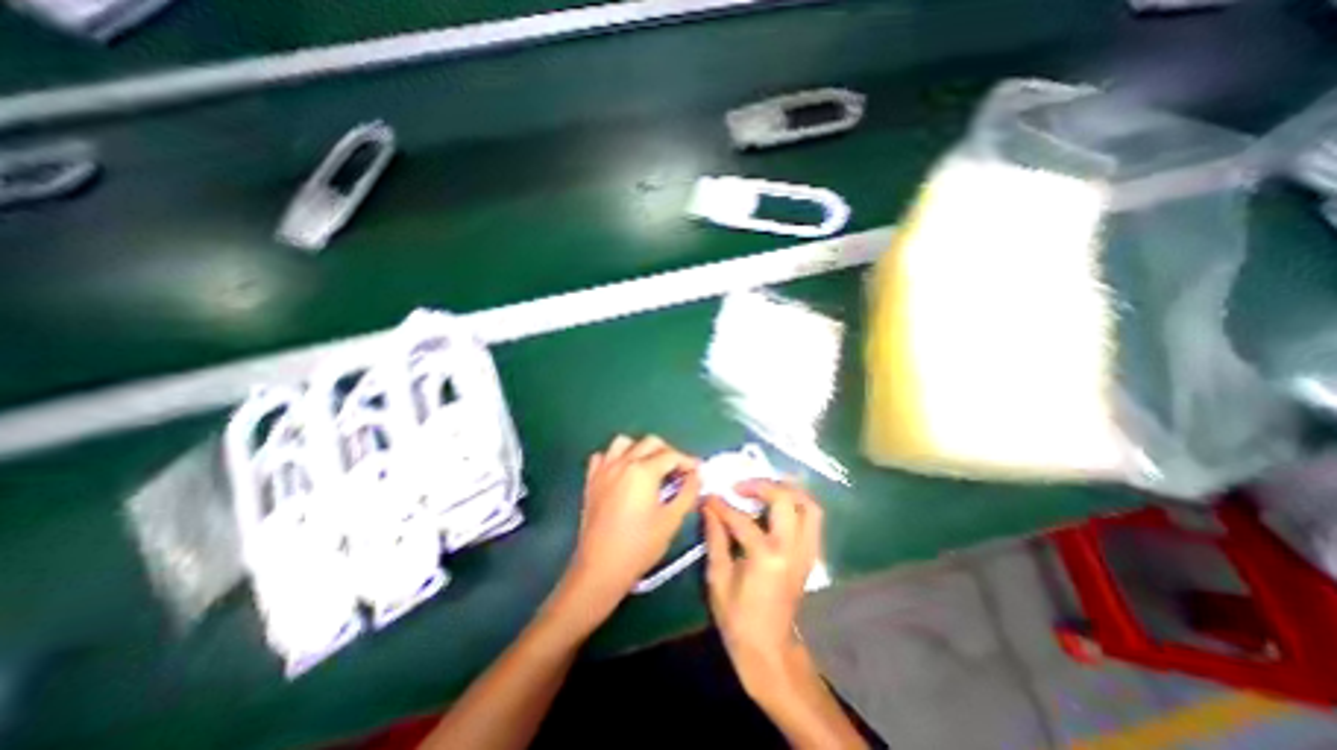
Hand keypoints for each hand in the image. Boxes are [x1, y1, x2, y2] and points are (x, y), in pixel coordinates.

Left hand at [558, 434, 699, 621]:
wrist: (601, 567)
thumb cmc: (640, 546)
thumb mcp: (671, 520)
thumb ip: (687, 493)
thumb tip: (697, 476)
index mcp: (643, 471)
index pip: (671, 455)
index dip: (688, 461)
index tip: (698, 472)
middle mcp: (623, 462)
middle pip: (650, 442)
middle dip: (668, 452)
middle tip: (678, 471)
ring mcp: (604, 469)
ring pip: (624, 442)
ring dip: (641, 448)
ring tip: (650, 467)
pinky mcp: (591, 480)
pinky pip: (603, 456)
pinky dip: (615, 457)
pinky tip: (623, 472)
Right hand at [703, 479, 821, 692]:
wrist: (769, 650)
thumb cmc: (738, 618)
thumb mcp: (718, 578)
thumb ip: (715, 538)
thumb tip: (708, 508)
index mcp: (766, 556)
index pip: (741, 518)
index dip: (721, 505)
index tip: (708, 497)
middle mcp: (791, 548)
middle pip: (786, 499)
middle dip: (761, 486)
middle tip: (740, 487)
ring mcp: (806, 552)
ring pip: (809, 506)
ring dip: (787, 491)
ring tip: (764, 489)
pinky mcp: (810, 556)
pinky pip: (813, 520)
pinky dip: (798, 505)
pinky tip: (778, 507)